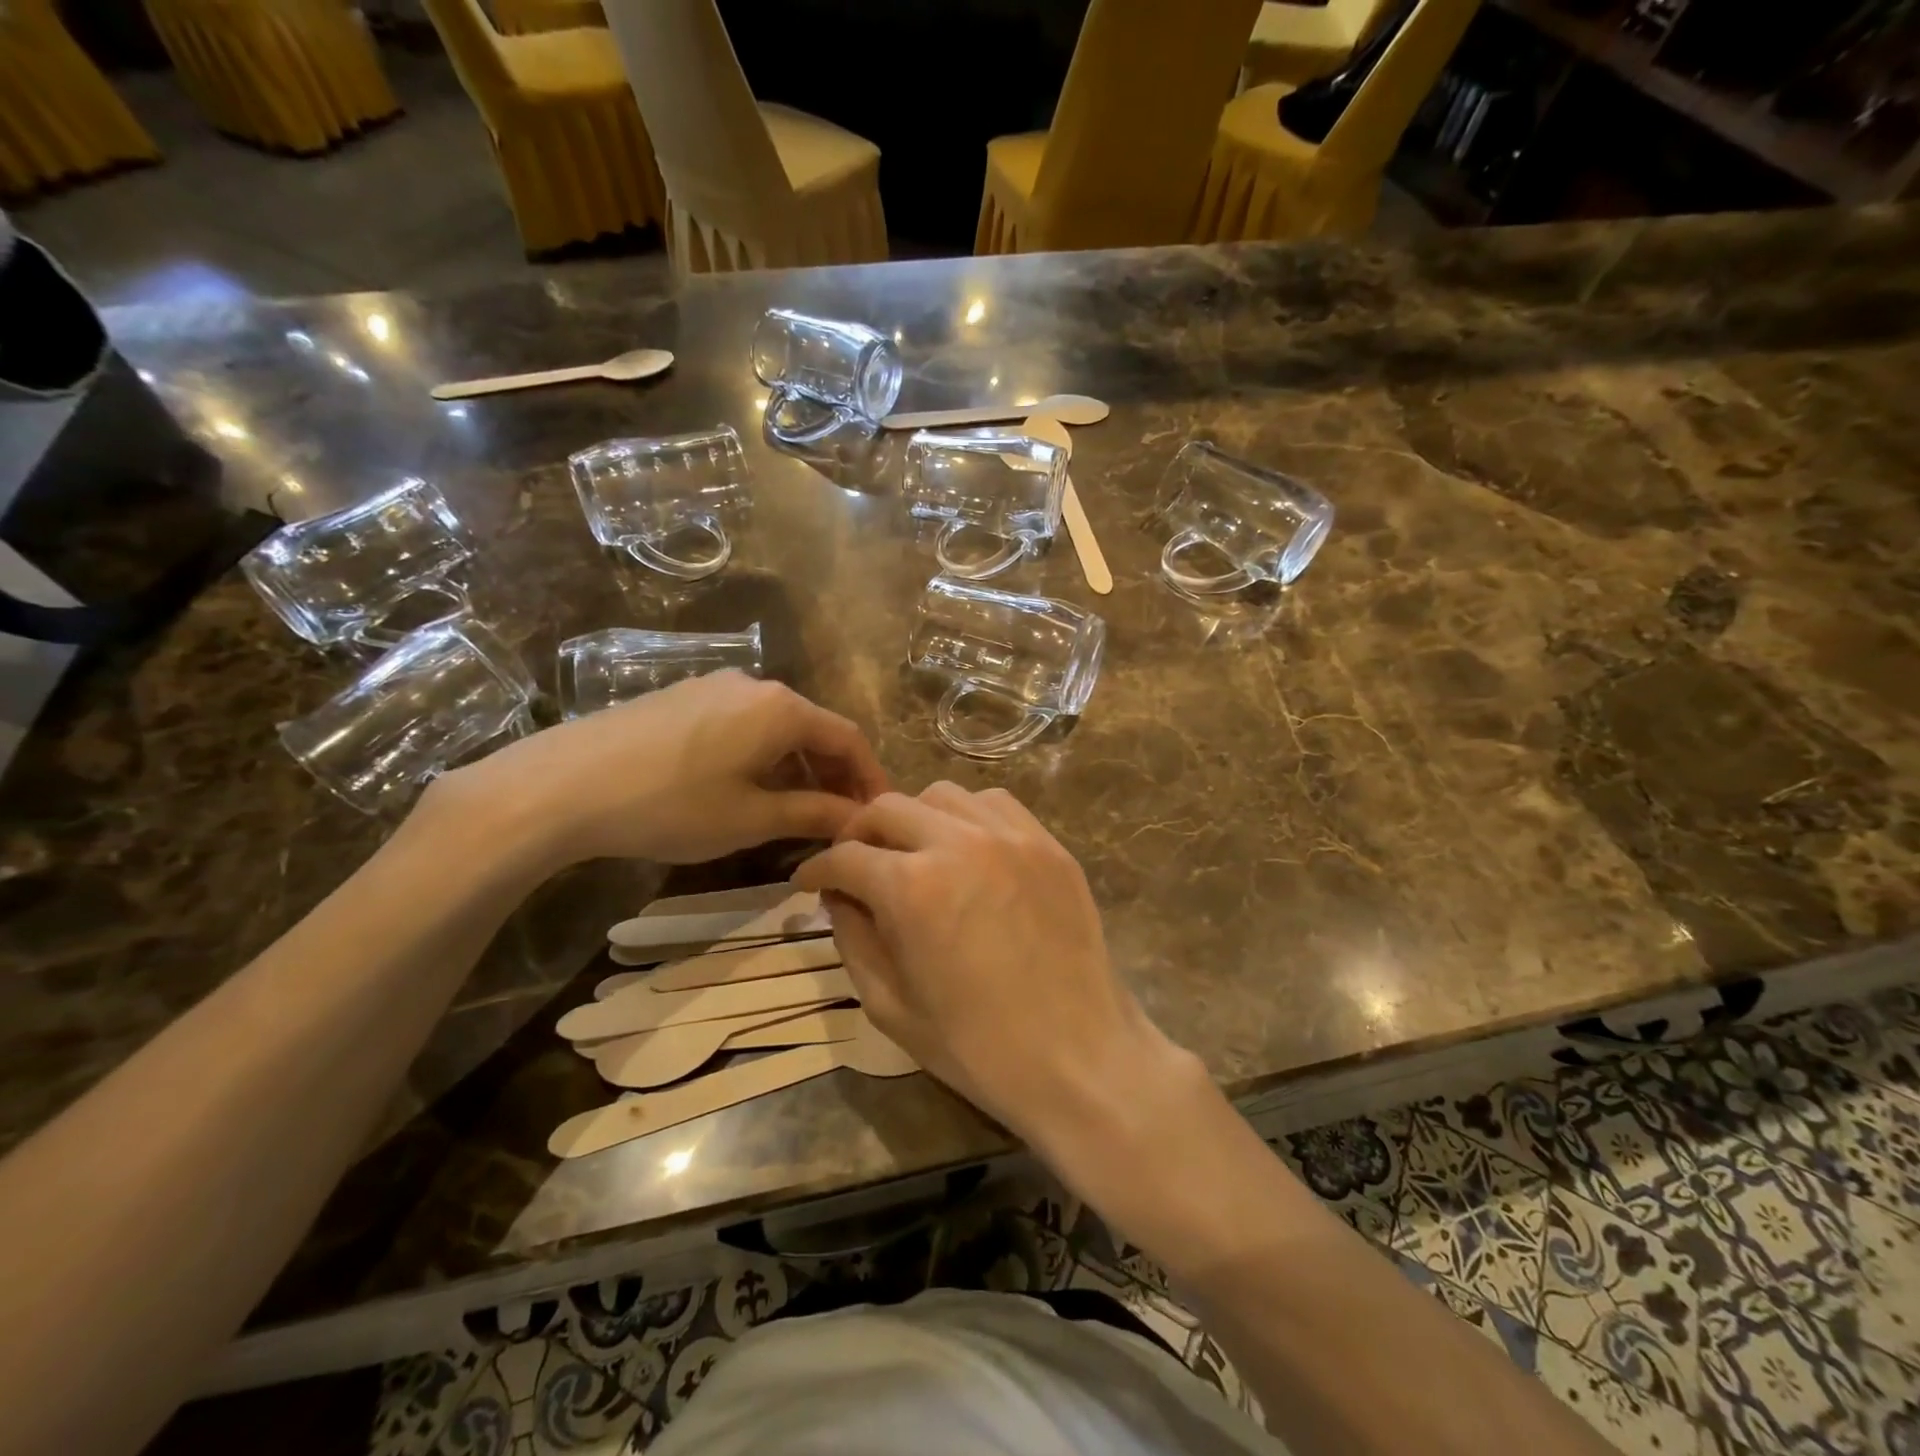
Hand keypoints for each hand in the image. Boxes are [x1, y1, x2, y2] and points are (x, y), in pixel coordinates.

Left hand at [427, 672, 888, 869]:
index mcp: (782, 708)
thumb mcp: (751, 818)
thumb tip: (858, 819)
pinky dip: (761, 757)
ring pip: (776, 728)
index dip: (869, 778)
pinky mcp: (682, 698)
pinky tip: (746, 789)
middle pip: (813, 730)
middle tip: (839, 820)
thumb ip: (813, 813)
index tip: (878, 815)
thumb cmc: (671, 805)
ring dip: (796, 768)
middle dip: (833, 775)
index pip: (848, 738)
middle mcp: (755, 686)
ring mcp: (714, 687)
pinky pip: (742, 725)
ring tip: (796, 812)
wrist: (562, 785)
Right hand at [792, 784, 1191, 1151]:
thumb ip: (853, 938)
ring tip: (913, 852)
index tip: (809, 881)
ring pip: (941, 795)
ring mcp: (1010, 837)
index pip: (845, 856)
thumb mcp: (890, 1006)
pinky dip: (967, 816)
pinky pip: (995, 804)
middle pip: (887, 808)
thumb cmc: (977, 1046)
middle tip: (855, 863)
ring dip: (914, 818)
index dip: (817, 869)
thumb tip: (839, 896)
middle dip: (859, 833)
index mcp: (910, 888)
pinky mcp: (1047, 844)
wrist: (1078, 1057)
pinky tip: (967, 848)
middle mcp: (957, 844)